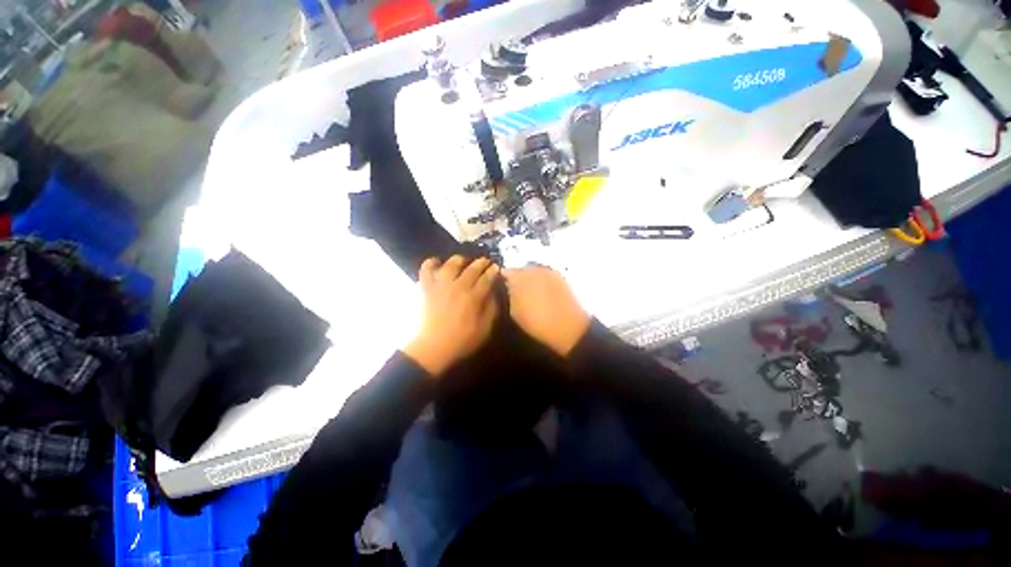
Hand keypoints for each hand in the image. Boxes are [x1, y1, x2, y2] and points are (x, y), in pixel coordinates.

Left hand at [403, 256, 500, 376]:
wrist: (432, 348)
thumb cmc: (462, 341)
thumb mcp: (485, 329)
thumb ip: (491, 308)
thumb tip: (493, 292)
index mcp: (474, 297)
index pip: (487, 278)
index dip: (493, 271)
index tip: (497, 268)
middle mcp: (458, 286)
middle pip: (473, 268)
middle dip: (482, 262)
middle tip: (485, 262)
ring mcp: (440, 284)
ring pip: (452, 263)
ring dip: (460, 260)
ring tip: (463, 262)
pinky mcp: (426, 287)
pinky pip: (426, 268)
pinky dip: (431, 263)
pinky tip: (437, 263)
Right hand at [502, 266, 590, 356]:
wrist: (568, 326)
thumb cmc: (537, 323)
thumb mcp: (515, 313)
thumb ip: (510, 295)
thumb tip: (508, 287)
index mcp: (518, 277)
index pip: (505, 272)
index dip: (503, 279)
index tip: (503, 288)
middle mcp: (532, 269)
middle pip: (520, 269)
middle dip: (518, 278)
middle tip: (518, 291)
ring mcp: (547, 270)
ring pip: (533, 270)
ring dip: (530, 278)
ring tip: (532, 292)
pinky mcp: (559, 275)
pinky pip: (545, 274)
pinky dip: (542, 280)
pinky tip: (544, 292)